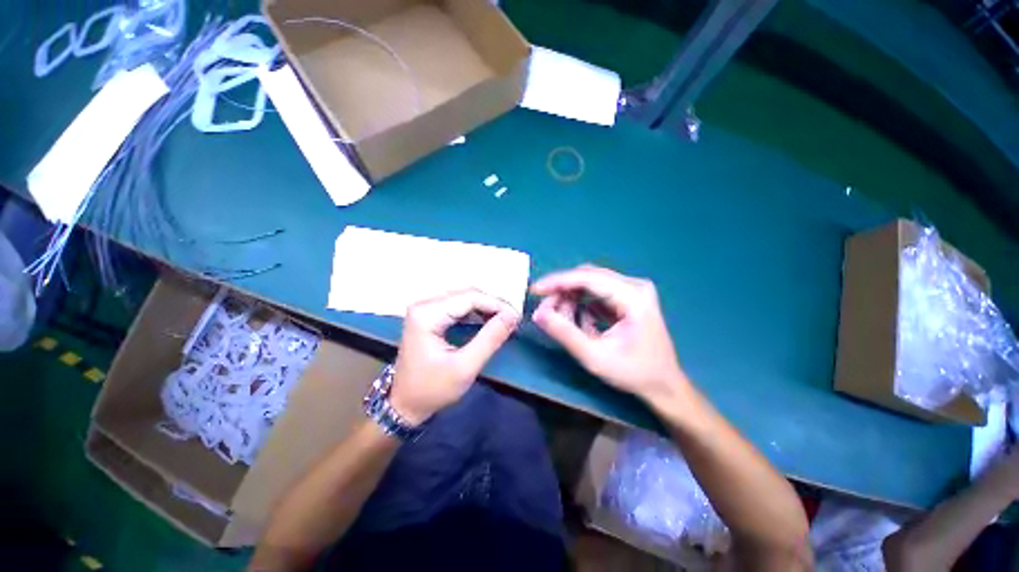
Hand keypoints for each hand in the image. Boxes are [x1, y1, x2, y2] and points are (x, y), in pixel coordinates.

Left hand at [391, 289, 519, 424]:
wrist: (404, 404)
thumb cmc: (433, 389)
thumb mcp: (465, 367)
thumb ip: (490, 339)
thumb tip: (512, 315)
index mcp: (427, 314)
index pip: (470, 297)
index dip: (496, 304)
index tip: (517, 317)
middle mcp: (423, 304)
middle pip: (467, 294)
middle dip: (493, 305)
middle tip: (512, 320)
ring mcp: (424, 308)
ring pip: (464, 297)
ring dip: (486, 307)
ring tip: (504, 321)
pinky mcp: (428, 314)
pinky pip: (458, 305)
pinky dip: (476, 312)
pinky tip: (488, 321)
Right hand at [531, 265, 687, 404]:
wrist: (664, 385)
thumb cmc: (633, 373)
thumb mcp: (595, 357)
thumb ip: (565, 333)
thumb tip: (539, 313)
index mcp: (633, 297)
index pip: (588, 277)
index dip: (558, 282)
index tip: (535, 290)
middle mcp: (634, 286)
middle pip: (588, 277)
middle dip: (563, 292)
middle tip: (545, 312)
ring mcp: (633, 290)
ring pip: (590, 283)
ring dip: (571, 299)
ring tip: (562, 321)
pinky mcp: (628, 297)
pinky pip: (597, 292)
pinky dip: (582, 305)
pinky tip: (581, 323)